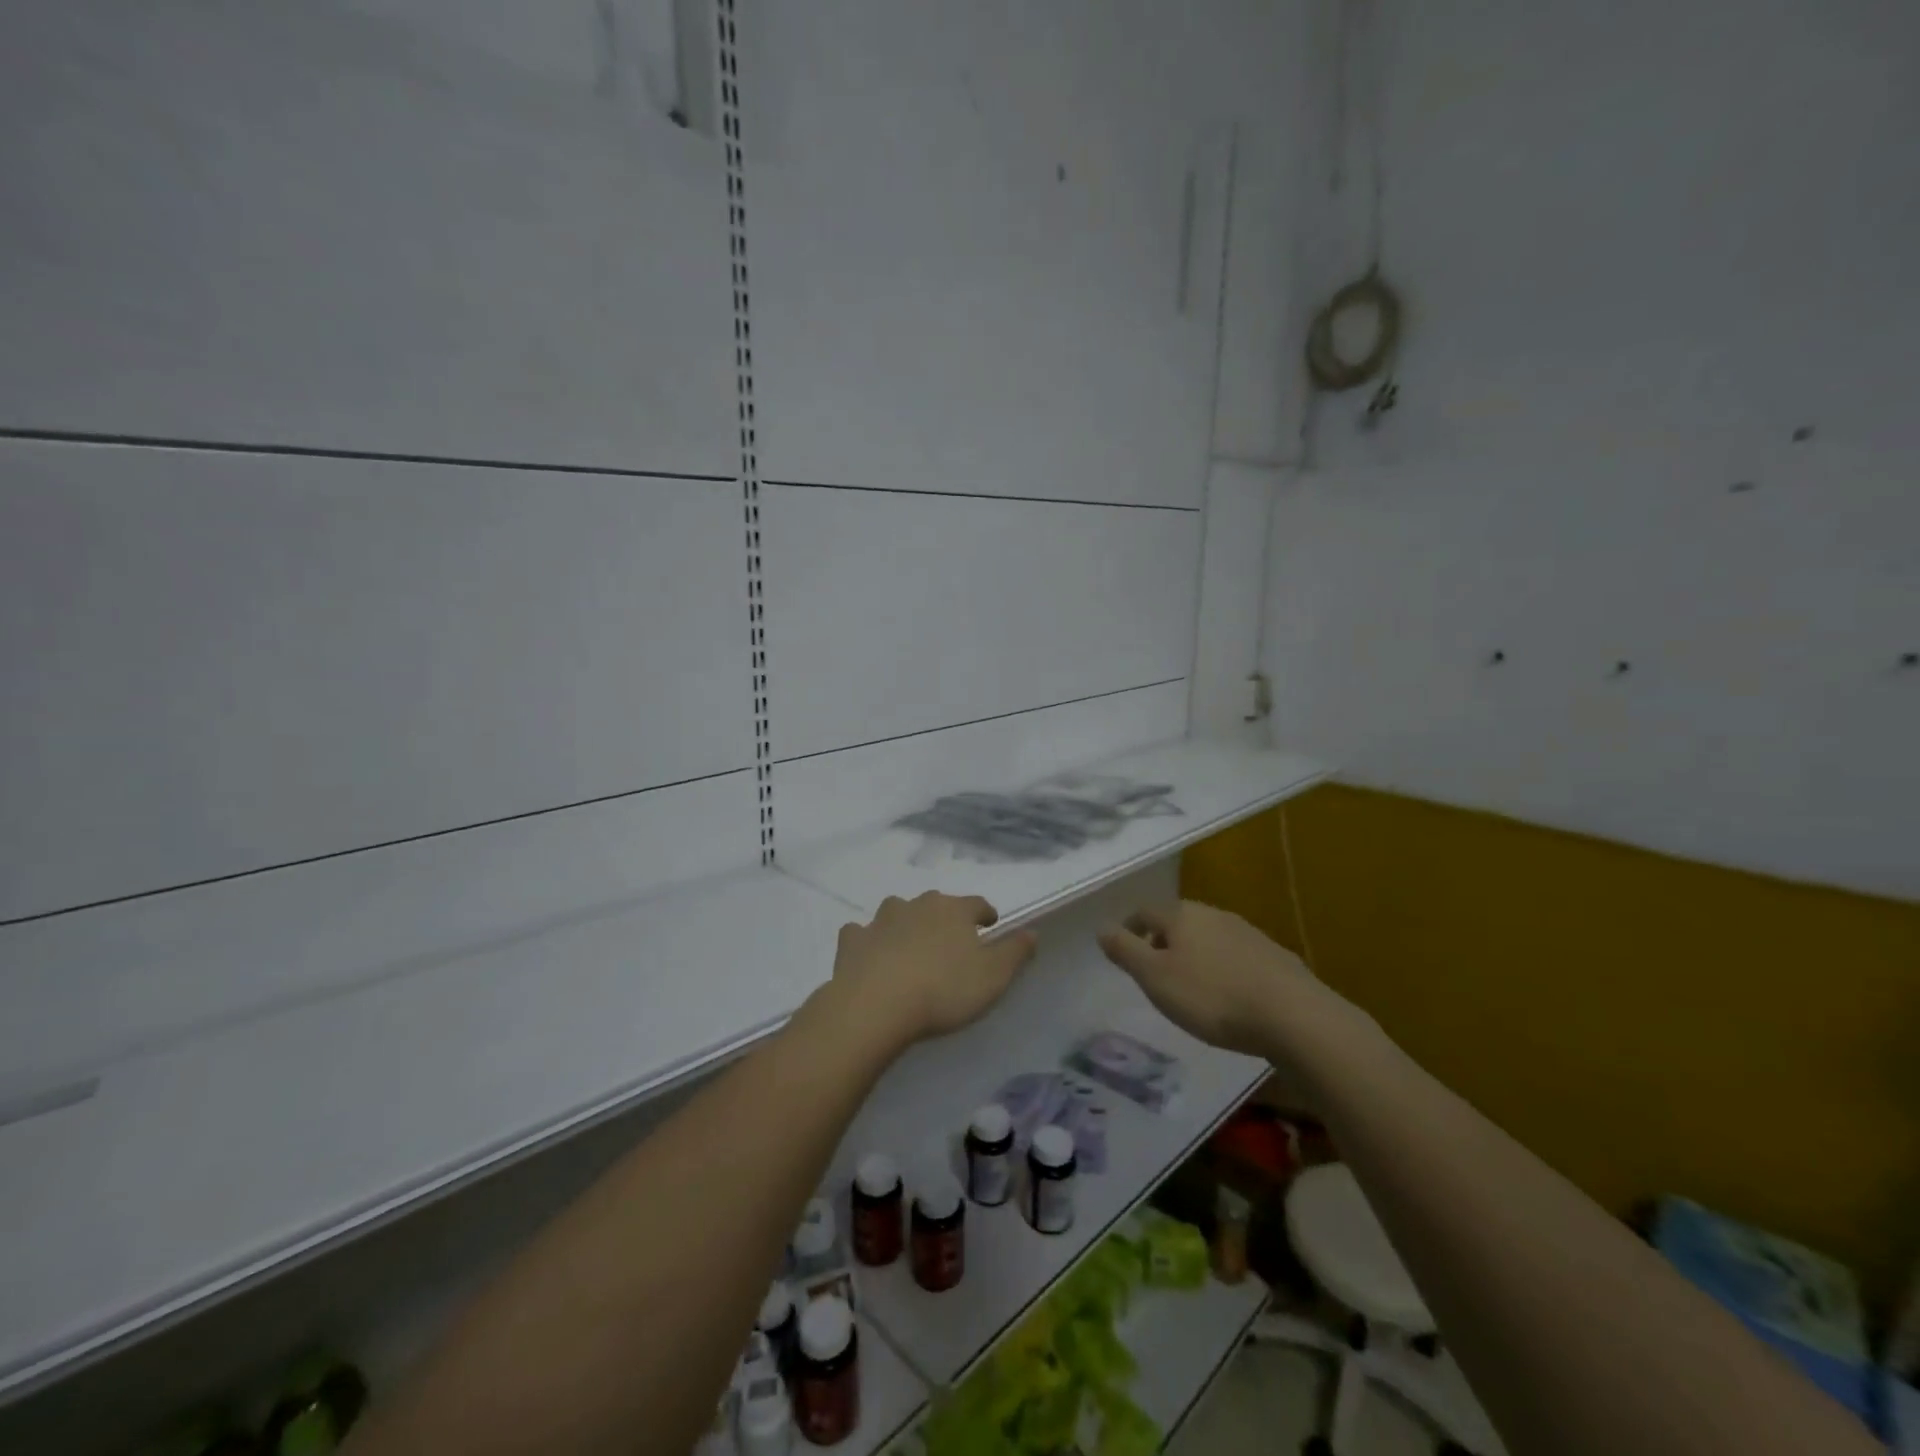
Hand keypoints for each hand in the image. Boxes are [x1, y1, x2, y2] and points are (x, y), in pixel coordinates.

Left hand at [826, 892, 1036, 1051]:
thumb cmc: (943, 990)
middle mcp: (917, 905)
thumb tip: (1032, 931)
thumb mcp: (993, 977)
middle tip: (951, 942)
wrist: (876, 1005)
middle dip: (945, 918)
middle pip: (936, 904)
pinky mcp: (852, 941)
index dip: (985, 915)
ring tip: (911, 947)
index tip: (990, 926)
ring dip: (906, 923)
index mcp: (953, 910)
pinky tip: (870, 955)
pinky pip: (862, 933)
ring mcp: (880, 920)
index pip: (976, 904)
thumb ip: (1015, 952)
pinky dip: (868, 940)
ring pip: (897, 912)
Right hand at [1097, 900, 1331, 1057]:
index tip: (1124, 949)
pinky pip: (1236, 955)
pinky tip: (1228, 992)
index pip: (1145, 911)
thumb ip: (1126, 951)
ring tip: (1190, 983)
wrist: (1292, 1015)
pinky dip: (1223, 967)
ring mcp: (1247, 932)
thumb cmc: (1211, 996)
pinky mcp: (1273, 956)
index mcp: (1181, 915)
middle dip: (1163, 940)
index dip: (1131, 927)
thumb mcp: (1155, 978)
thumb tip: (1101, 927)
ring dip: (1195, 953)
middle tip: (1154, 969)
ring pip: (1209, 936)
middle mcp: (1214, 914)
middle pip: (1179, 920)